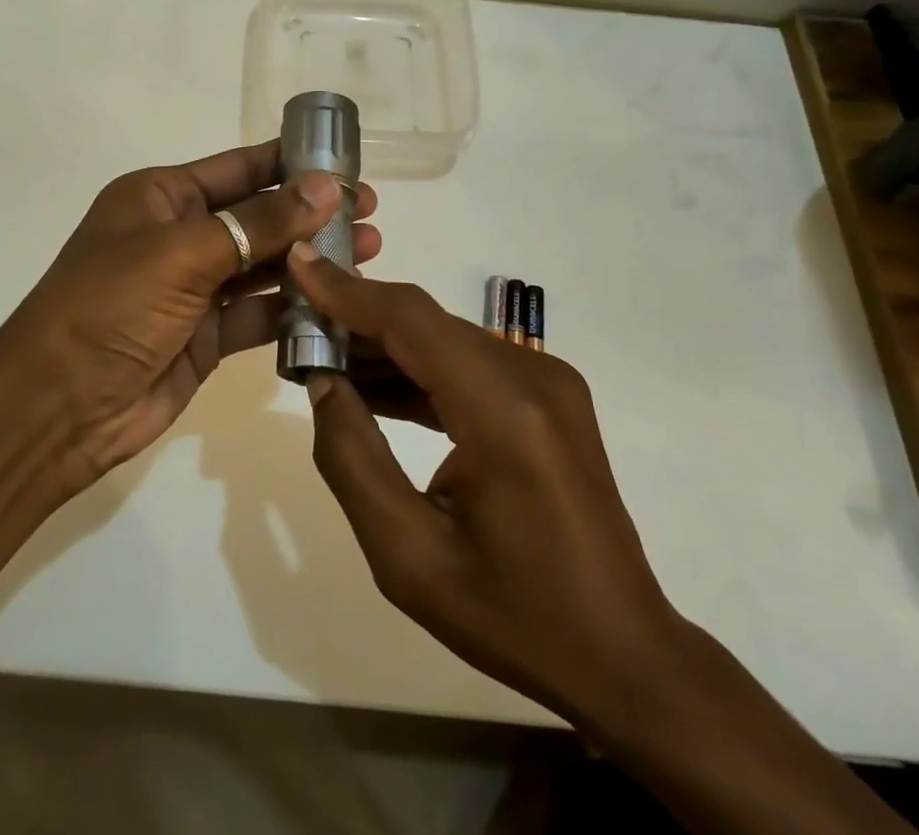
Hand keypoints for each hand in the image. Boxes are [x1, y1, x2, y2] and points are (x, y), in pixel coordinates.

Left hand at [0, 141, 378, 495]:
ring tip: (368, 251)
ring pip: (264, 265)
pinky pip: (259, 314)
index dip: (292, 163)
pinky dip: (295, 310)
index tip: (346, 164)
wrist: (57, 408)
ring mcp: (193, 287)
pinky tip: (338, 304)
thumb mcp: (184, 253)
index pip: (240, 168)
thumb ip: (260, 222)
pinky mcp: (206, 335)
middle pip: (259, 215)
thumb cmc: (110, 307)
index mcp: (162, 197)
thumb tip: (328, 187)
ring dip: (311, 260)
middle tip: (369, 213)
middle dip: (311, 214)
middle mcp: (180, 234)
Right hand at [290, 247, 685, 739]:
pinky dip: (417, 369)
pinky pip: (466, 364)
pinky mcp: (546, 397)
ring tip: (321, 357)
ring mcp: (546, 383)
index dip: (349, 291)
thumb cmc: (513, 617)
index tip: (298, 264)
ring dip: (384, 345)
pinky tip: (371, 388)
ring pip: (444, 340)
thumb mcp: (408, 557)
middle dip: (357, 319)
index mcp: (505, 413)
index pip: (412, 321)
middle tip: (296, 328)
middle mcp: (533, 377)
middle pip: (426, 323)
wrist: (622, 654)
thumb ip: (352, 460)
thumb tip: (322, 383)